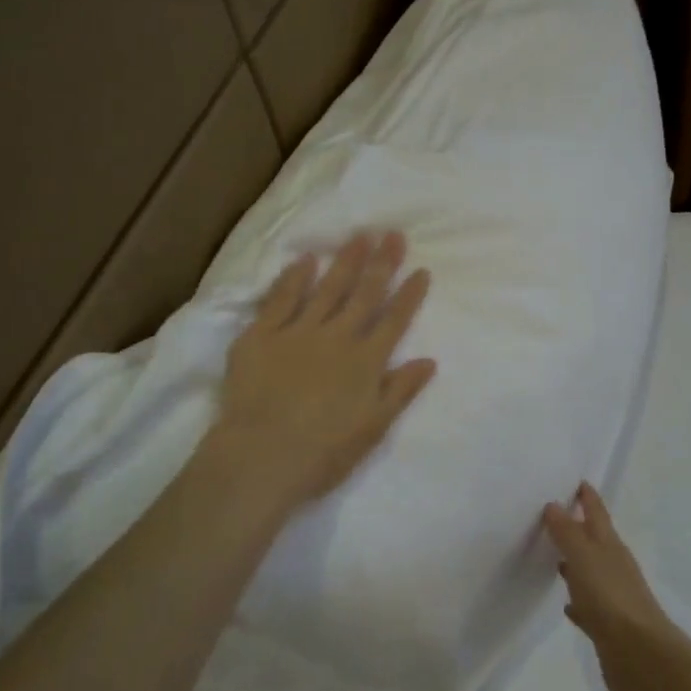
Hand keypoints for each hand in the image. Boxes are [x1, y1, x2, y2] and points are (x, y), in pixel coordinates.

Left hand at [210, 231, 435, 517]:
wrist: (261, 457)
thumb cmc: (323, 453)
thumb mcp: (373, 429)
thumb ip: (401, 391)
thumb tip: (429, 360)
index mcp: (365, 362)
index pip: (394, 321)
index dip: (409, 295)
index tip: (421, 270)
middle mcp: (337, 338)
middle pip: (364, 294)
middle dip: (382, 263)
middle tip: (393, 234)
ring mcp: (298, 332)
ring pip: (327, 288)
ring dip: (345, 261)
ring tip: (359, 236)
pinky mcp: (261, 335)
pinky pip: (280, 299)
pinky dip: (294, 278)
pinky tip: (305, 259)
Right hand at [542, 484, 682, 690]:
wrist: (639, 655)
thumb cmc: (610, 597)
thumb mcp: (584, 557)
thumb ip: (567, 531)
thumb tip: (553, 505)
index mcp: (609, 546)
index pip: (597, 512)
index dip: (588, 496)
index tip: (577, 481)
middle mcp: (613, 566)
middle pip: (594, 540)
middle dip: (577, 526)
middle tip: (553, 514)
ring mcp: (612, 596)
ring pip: (590, 571)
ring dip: (575, 562)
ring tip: (553, 555)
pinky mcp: (607, 625)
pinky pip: (588, 604)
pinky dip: (577, 599)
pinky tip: (566, 604)